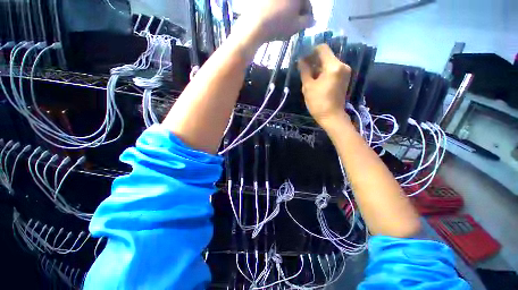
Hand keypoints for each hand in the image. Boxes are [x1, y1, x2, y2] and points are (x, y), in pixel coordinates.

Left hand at [238, 0, 314, 43]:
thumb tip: (314, 21)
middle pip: (296, 2)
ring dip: (288, 11)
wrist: (256, 25)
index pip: (307, 4)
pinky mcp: (264, 0)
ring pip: (285, 3)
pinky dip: (278, 10)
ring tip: (285, 23)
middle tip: (295, 24)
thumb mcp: (296, 25)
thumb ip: (307, 22)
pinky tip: (276, 19)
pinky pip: (275, 4)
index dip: (308, 15)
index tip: (306, 25)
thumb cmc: (279, 24)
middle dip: (298, 12)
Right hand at [298, 44, 351, 125]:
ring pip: (329, 62)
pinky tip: (316, 78)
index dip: (311, 50)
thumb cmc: (318, 102)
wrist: (332, 116)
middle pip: (326, 55)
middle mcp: (342, 65)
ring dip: (318, 66)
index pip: (322, 49)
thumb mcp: (308, 86)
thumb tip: (301, 60)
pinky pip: (332, 69)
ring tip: (308, 74)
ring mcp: (344, 71)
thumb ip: (305, 71)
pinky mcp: (344, 78)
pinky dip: (324, 71)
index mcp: (333, 66)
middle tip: (303, 66)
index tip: (302, 57)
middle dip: (314, 59)